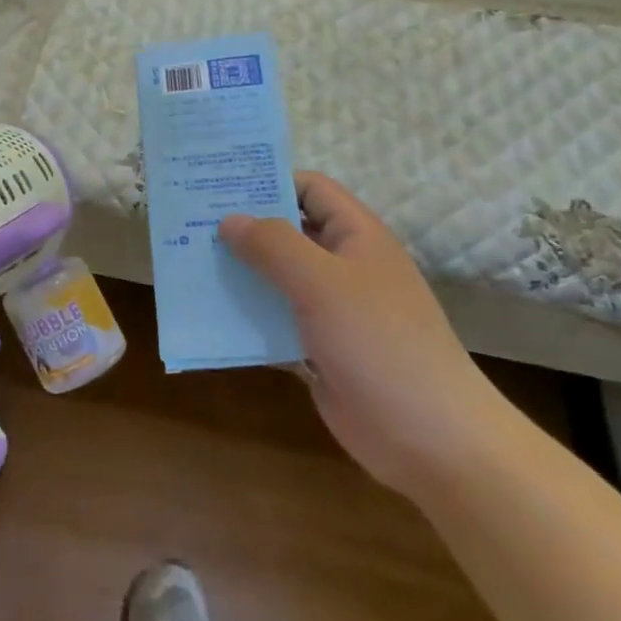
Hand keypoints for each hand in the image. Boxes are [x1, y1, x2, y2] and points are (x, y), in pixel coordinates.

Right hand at [219, 173, 514, 495]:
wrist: (432, 440)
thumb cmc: (379, 343)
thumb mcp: (322, 283)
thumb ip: (273, 244)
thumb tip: (228, 220)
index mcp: (356, 236)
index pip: (309, 188)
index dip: (268, 180)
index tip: (218, 184)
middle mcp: (343, 266)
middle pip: (287, 232)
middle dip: (242, 227)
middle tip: (189, 222)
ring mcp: (332, 310)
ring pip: (277, 278)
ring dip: (240, 272)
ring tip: (189, 263)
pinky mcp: (319, 349)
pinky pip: (276, 320)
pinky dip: (247, 315)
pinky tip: (209, 313)